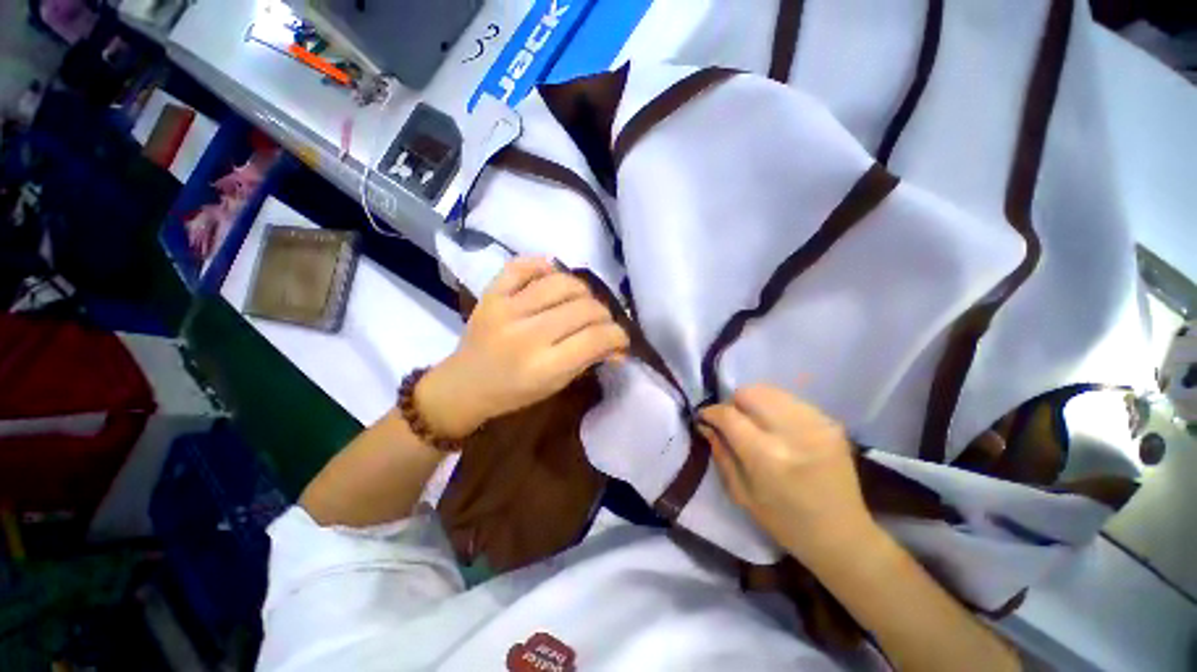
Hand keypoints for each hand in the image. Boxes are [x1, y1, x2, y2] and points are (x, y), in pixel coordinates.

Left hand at [416, 257, 629, 438]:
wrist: (464, 385)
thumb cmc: (514, 393)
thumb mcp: (556, 385)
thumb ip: (588, 360)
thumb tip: (619, 346)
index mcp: (544, 366)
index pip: (596, 338)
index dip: (618, 335)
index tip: (620, 338)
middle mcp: (527, 334)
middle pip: (584, 308)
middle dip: (604, 314)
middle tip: (602, 322)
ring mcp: (506, 309)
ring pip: (562, 283)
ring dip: (582, 290)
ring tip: (581, 301)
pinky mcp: (491, 294)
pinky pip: (522, 266)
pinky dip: (542, 266)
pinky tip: (551, 277)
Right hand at [698, 385, 879, 568]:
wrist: (843, 535)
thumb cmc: (785, 523)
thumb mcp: (742, 495)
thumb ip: (721, 453)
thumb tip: (706, 425)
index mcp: (768, 457)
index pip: (729, 415)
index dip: (711, 412)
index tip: (704, 417)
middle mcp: (793, 433)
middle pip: (749, 393)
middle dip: (732, 403)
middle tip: (731, 421)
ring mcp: (816, 424)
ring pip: (769, 391)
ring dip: (754, 403)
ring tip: (754, 423)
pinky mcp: (830, 422)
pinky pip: (790, 401)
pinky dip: (775, 408)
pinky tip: (778, 428)